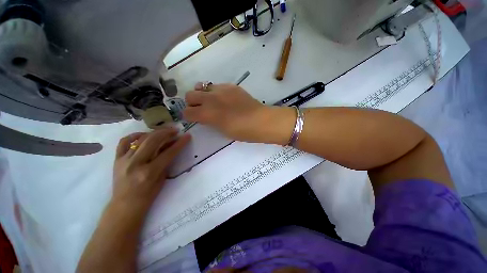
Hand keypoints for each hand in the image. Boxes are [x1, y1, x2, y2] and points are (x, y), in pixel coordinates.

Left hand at [112, 129, 190, 211]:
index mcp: (149, 172)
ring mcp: (124, 160)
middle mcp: (136, 164)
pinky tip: (143, 135)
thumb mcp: (162, 179)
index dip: (180, 143)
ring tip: (163, 131)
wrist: (125, 205)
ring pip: (140, 139)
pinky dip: (135, 136)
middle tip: (175, 130)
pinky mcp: (117, 159)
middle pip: (153, 141)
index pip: (168, 153)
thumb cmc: (147, 196)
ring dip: (154, 133)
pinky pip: (124, 142)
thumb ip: (166, 162)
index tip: (187, 136)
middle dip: (166, 133)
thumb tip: (171, 147)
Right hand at [183, 83, 293, 143]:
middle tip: (201, 108)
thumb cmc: (242, 131)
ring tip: (212, 101)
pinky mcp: (231, 86)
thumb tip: (205, 116)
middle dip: (192, 102)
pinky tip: (225, 98)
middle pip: (190, 95)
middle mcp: (210, 99)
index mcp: (207, 114)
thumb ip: (210, 121)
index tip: (193, 118)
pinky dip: (216, 92)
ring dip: (203, 94)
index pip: (187, 112)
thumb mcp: (222, 130)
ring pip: (202, 86)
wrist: (260, 121)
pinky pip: (217, 85)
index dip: (188, 116)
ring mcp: (221, 89)